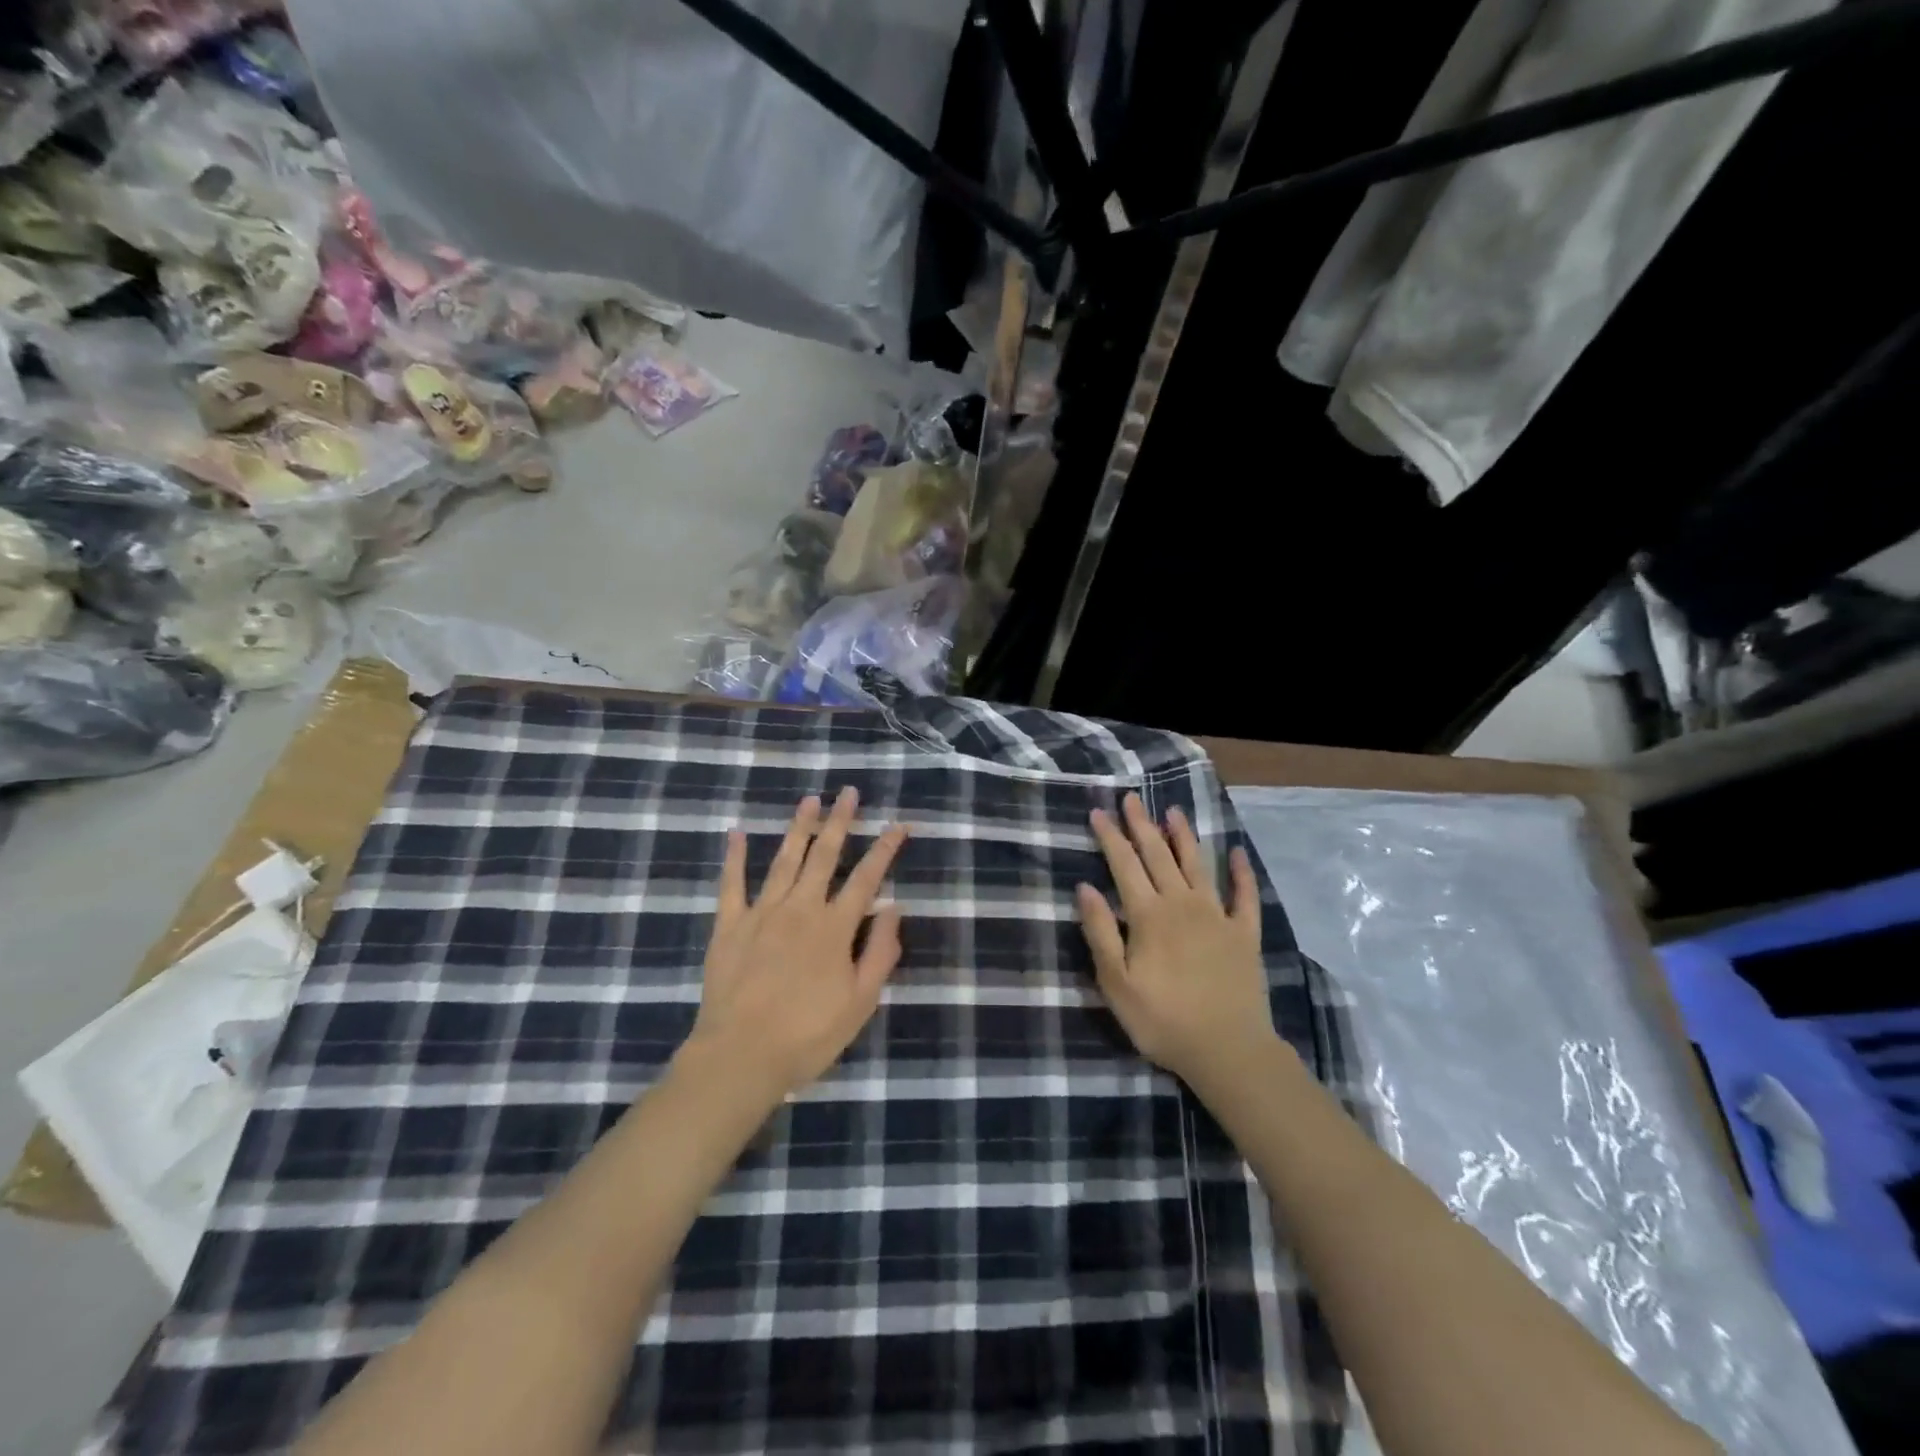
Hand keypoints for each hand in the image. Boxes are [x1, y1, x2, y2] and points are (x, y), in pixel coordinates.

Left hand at [684, 787, 908, 1098]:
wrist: (740, 1056)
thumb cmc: (808, 1035)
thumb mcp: (860, 1003)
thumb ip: (880, 953)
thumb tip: (894, 908)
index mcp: (835, 928)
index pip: (866, 878)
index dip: (885, 849)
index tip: (899, 824)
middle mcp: (801, 909)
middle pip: (824, 856)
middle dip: (840, 822)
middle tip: (848, 792)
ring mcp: (762, 913)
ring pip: (784, 860)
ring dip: (799, 827)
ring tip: (810, 800)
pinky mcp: (729, 925)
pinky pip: (731, 884)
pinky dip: (734, 857)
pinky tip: (736, 832)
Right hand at [1076, 792, 1277, 1086]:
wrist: (1228, 1051)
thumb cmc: (1163, 1020)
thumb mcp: (1116, 983)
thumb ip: (1101, 932)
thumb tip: (1085, 887)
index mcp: (1149, 915)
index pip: (1124, 865)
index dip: (1110, 837)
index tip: (1099, 812)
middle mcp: (1182, 904)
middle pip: (1158, 856)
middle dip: (1142, 825)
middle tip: (1131, 799)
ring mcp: (1217, 916)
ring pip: (1197, 865)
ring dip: (1184, 837)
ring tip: (1173, 812)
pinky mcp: (1244, 934)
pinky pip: (1244, 896)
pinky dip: (1241, 872)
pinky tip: (1237, 853)